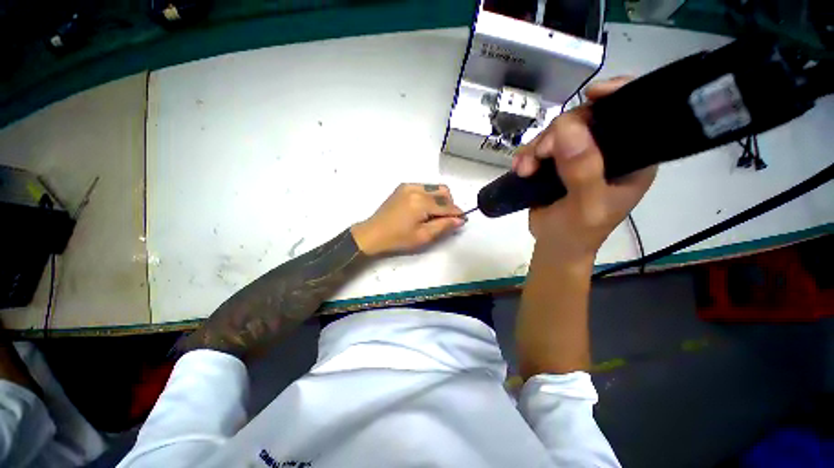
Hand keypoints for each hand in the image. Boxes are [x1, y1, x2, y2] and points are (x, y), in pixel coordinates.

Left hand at [351, 183, 464, 255]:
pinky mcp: (403, 187)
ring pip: (435, 188)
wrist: (373, 233)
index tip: (462, 220)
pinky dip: (429, 196)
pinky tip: (423, 208)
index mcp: (421, 202)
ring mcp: (408, 186)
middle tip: (445, 219)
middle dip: (449, 204)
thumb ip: (443, 226)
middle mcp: (416, 189)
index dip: (457, 213)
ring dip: (440, 200)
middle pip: (444, 192)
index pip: (447, 206)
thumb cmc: (398, 239)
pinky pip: (424, 187)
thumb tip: (460, 219)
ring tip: (434, 214)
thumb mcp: (423, 237)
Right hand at [512, 77, 656, 264]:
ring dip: (536, 147)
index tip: (591, 95)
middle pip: (585, 119)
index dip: (616, 97)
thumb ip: (582, 171)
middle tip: (540, 155)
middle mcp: (607, 151)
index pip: (634, 115)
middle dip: (558, 134)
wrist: (553, 245)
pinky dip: (527, 155)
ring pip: (557, 132)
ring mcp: (579, 156)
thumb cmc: (577, 233)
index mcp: (633, 158)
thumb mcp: (585, 206)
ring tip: (525, 169)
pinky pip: (540, 147)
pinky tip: (520, 169)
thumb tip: (568, 129)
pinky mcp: (556, 163)